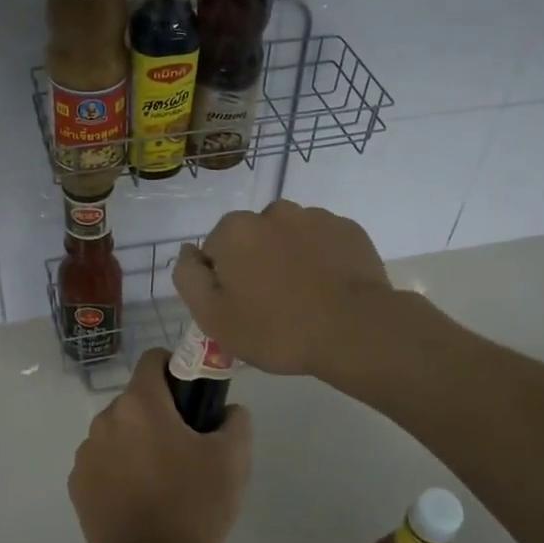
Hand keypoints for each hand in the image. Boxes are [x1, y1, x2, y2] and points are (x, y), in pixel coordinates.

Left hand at [67, 349, 253, 542]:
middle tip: (185, 446)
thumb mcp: (233, 459)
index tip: (192, 397)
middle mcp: (105, 419)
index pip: (153, 360)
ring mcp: (86, 452)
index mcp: (140, 404)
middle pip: (136, 400)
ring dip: (136, 441)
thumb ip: (235, 420)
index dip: (175, 369)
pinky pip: (102, 461)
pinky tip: (138, 497)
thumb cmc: (194, 504)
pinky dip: (118, 468)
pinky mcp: (77, 484)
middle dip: (158, 413)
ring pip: (117, 431)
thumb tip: (229, 410)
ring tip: (161, 478)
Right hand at [172, 200, 393, 377]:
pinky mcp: (348, 229)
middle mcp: (273, 211)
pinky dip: (320, 259)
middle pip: (252, 239)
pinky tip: (329, 289)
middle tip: (272, 306)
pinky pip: (322, 242)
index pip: (215, 252)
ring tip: (305, 298)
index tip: (241, 308)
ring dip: (289, 258)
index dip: (223, 282)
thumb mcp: (213, 317)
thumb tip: (188, 251)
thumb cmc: (276, 329)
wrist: (355, 331)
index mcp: (235, 230)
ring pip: (289, 237)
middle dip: (256, 264)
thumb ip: (188, 277)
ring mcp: (315, 217)